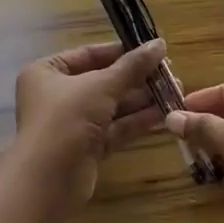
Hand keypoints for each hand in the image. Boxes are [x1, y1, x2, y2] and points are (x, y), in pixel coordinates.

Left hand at [13, 40, 167, 209]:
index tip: (152, 50)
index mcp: (48, 72)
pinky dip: (137, 122)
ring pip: (112, 107)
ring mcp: (72, 124)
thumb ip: (132, 66)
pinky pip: (115, 129)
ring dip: (142, 100)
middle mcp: (57, 96)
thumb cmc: (67, 118)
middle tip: (171, 74)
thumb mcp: (102, 85)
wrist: (49, 179)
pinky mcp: (87, 149)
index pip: (88, 55)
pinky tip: (164, 115)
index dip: (121, 52)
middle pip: (103, 82)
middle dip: (137, 79)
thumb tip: (159, 44)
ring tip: (176, 92)